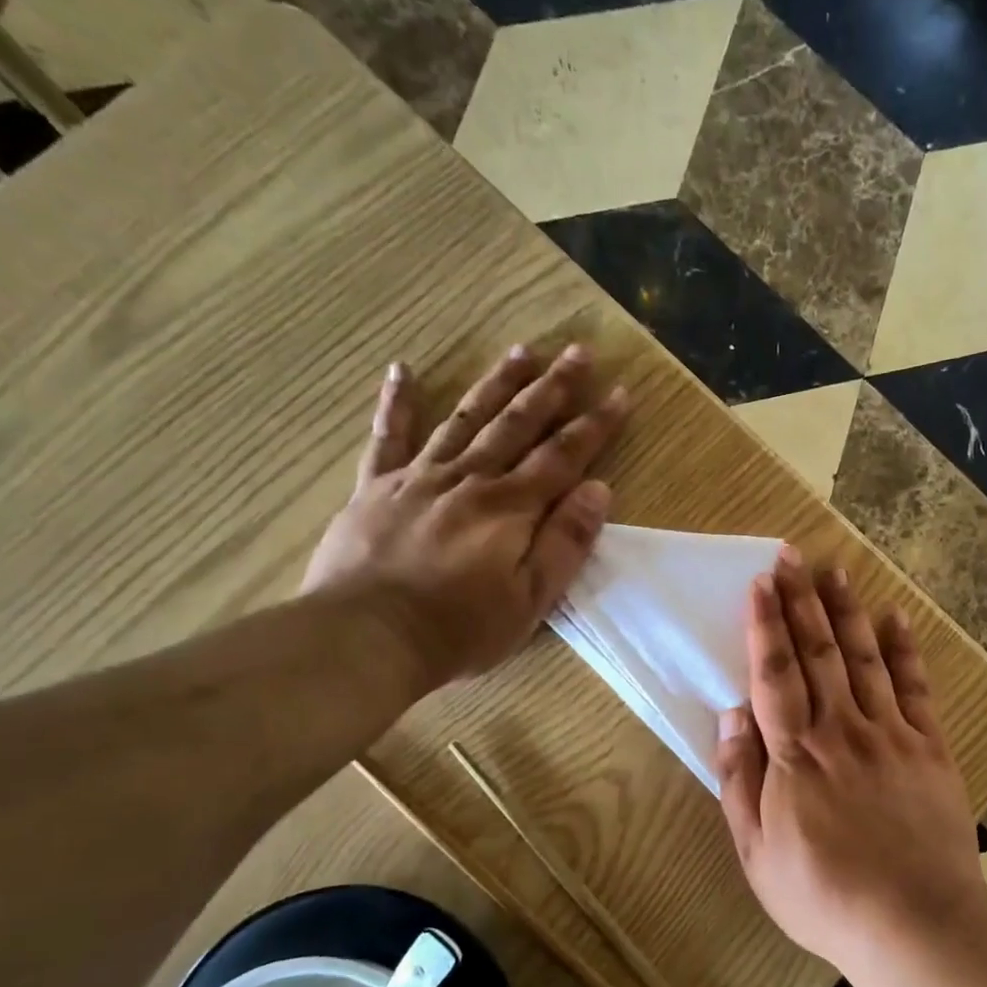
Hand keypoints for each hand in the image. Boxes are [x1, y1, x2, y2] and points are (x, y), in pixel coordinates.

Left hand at [302, 345, 626, 687]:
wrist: (368, 637)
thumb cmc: (460, 628)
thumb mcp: (531, 599)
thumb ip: (565, 542)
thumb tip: (598, 490)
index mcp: (511, 508)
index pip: (563, 456)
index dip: (594, 425)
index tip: (619, 393)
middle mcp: (469, 479)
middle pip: (518, 425)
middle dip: (552, 388)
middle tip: (577, 351)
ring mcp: (418, 478)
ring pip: (465, 420)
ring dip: (496, 384)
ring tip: (520, 350)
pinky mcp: (375, 489)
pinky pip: (387, 438)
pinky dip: (396, 403)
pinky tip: (402, 370)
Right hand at [714, 550, 986, 967]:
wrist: (912, 923)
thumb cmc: (822, 894)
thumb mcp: (757, 851)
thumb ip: (740, 780)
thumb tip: (731, 716)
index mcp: (795, 754)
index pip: (774, 673)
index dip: (765, 625)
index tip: (761, 583)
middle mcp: (841, 729)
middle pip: (818, 653)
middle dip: (802, 601)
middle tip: (792, 556)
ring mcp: (890, 734)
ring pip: (865, 658)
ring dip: (847, 612)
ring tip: (836, 572)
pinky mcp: (929, 747)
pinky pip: (915, 687)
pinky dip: (904, 649)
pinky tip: (895, 618)